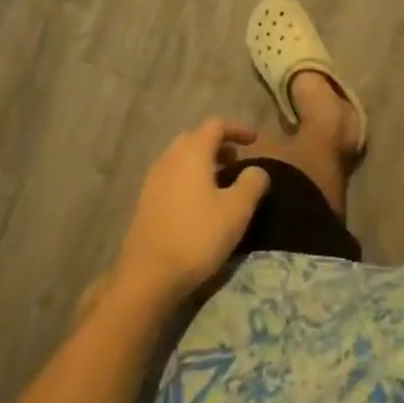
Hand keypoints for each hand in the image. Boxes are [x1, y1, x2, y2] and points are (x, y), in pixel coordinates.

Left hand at [115, 121, 270, 306]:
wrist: (148, 277)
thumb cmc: (197, 236)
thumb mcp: (236, 210)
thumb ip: (252, 183)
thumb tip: (257, 170)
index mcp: (192, 152)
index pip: (216, 125)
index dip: (238, 129)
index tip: (254, 140)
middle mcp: (170, 158)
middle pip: (196, 138)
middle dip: (219, 144)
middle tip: (237, 160)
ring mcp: (153, 179)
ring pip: (182, 158)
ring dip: (203, 162)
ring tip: (221, 182)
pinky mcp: (145, 201)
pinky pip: (171, 176)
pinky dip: (188, 177)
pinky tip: (198, 202)